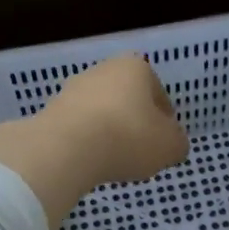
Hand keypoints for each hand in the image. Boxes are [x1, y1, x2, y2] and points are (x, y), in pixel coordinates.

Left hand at [0, 55, 187, 226]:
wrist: (66, 148)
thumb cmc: (128, 137)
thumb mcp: (170, 146)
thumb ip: (177, 143)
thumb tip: (173, 143)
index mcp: (135, 67)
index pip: (157, 92)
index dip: (165, 118)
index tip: (164, 140)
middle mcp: (102, 70)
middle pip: (127, 100)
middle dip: (134, 123)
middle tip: (141, 151)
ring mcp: (72, 89)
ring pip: (101, 113)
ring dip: (109, 133)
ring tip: (114, 161)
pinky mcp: (51, 111)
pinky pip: (78, 128)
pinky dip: (86, 143)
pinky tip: (90, 162)